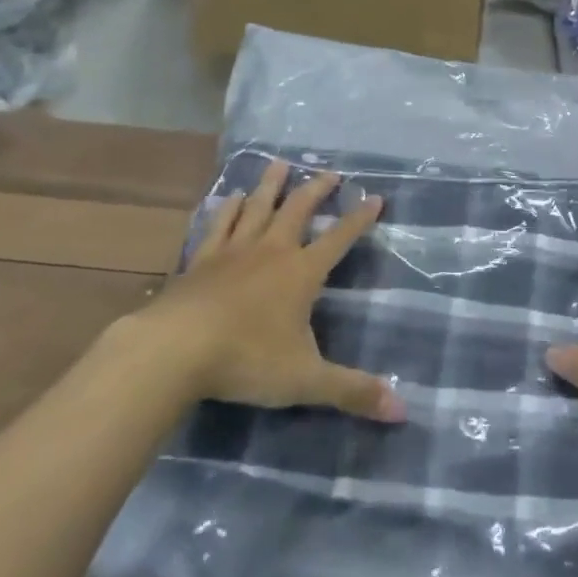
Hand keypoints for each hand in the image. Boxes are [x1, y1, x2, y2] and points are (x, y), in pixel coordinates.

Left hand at [121, 159, 403, 422]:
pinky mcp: (200, 260)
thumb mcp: (306, 380)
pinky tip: (230, 198)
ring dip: (271, 186)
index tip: (376, 197)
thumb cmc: (246, 360)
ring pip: (257, 207)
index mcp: (302, 272)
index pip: (339, 238)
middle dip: (317, 190)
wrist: (174, 351)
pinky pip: (218, 225)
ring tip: (280, 164)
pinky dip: (227, 209)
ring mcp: (233, 251)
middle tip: (330, 172)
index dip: (360, 218)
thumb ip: (352, 392)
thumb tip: (403, 411)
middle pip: (298, 209)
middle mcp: (272, 251)